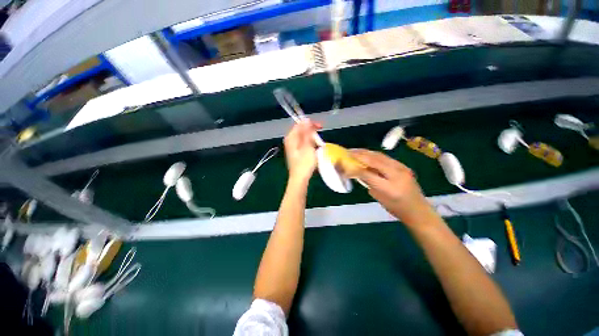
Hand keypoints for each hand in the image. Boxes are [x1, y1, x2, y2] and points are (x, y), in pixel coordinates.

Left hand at [283, 120, 321, 182]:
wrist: (300, 178)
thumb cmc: (304, 162)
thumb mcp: (307, 145)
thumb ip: (307, 132)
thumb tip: (306, 119)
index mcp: (291, 137)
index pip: (300, 124)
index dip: (310, 124)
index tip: (320, 127)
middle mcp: (290, 141)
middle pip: (301, 131)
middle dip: (312, 133)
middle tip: (320, 138)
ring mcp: (292, 147)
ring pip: (303, 138)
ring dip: (312, 139)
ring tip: (318, 145)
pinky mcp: (296, 153)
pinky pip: (303, 144)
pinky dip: (309, 145)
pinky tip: (314, 149)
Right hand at [349, 149, 431, 224]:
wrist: (419, 210)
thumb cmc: (397, 208)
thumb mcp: (379, 198)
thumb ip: (369, 183)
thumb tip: (359, 172)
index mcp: (389, 188)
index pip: (368, 174)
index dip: (354, 169)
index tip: (344, 166)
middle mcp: (396, 175)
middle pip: (375, 160)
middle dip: (360, 155)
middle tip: (348, 152)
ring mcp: (402, 168)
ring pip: (380, 156)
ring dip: (366, 152)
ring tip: (355, 150)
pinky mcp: (403, 166)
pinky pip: (386, 158)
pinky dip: (374, 155)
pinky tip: (367, 154)